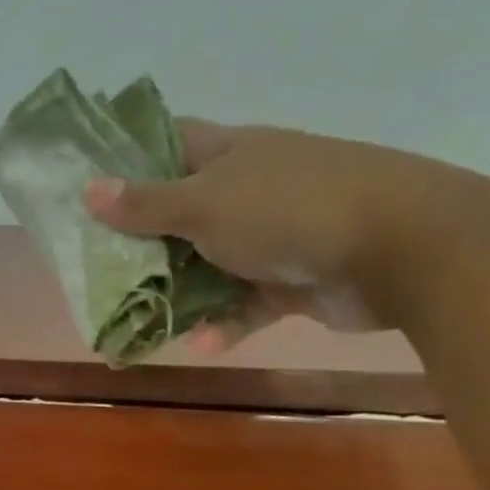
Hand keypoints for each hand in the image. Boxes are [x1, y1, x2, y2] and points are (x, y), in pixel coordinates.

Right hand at [85, 122, 461, 346]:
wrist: (401, 249)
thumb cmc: (288, 209)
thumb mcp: (205, 203)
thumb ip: (146, 204)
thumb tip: (88, 188)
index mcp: (230, 153)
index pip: (170, 144)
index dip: (130, 160)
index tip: (89, 186)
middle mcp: (249, 189)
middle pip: (181, 212)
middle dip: (142, 242)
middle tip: (98, 267)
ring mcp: (273, 236)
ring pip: (209, 264)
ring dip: (177, 293)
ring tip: (137, 319)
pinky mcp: (292, 281)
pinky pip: (244, 303)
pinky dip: (223, 322)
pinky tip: (200, 345)